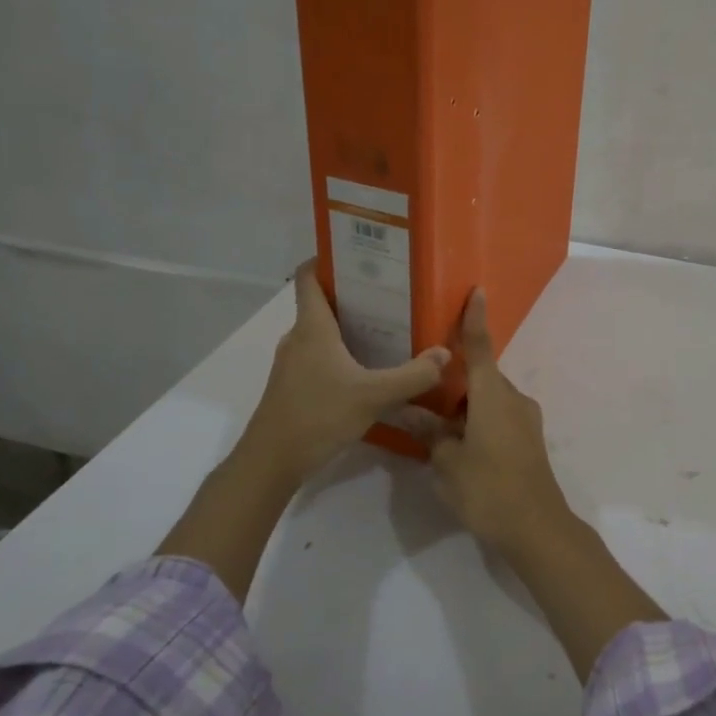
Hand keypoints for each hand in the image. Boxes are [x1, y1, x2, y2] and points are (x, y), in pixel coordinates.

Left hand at [239, 258, 450, 484]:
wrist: (271, 461)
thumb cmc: (317, 415)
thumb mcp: (373, 395)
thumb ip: (412, 375)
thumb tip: (445, 354)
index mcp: (312, 327)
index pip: (309, 277)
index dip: (327, 260)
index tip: (358, 254)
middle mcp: (298, 338)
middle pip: (322, 304)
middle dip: (353, 295)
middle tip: (391, 293)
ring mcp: (292, 364)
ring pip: (322, 333)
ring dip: (349, 327)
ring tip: (387, 328)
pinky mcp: (293, 386)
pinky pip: (319, 357)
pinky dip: (342, 354)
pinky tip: (368, 369)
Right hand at [427, 289, 575, 556]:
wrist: (537, 528)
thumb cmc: (488, 488)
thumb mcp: (447, 462)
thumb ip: (430, 433)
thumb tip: (408, 411)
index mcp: (493, 395)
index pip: (481, 347)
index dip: (475, 319)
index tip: (477, 291)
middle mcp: (513, 399)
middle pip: (481, 378)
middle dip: (454, 383)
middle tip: (423, 392)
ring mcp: (525, 420)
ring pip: (489, 400)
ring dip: (465, 407)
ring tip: (435, 427)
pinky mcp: (529, 440)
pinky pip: (499, 417)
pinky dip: (479, 421)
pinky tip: (459, 445)